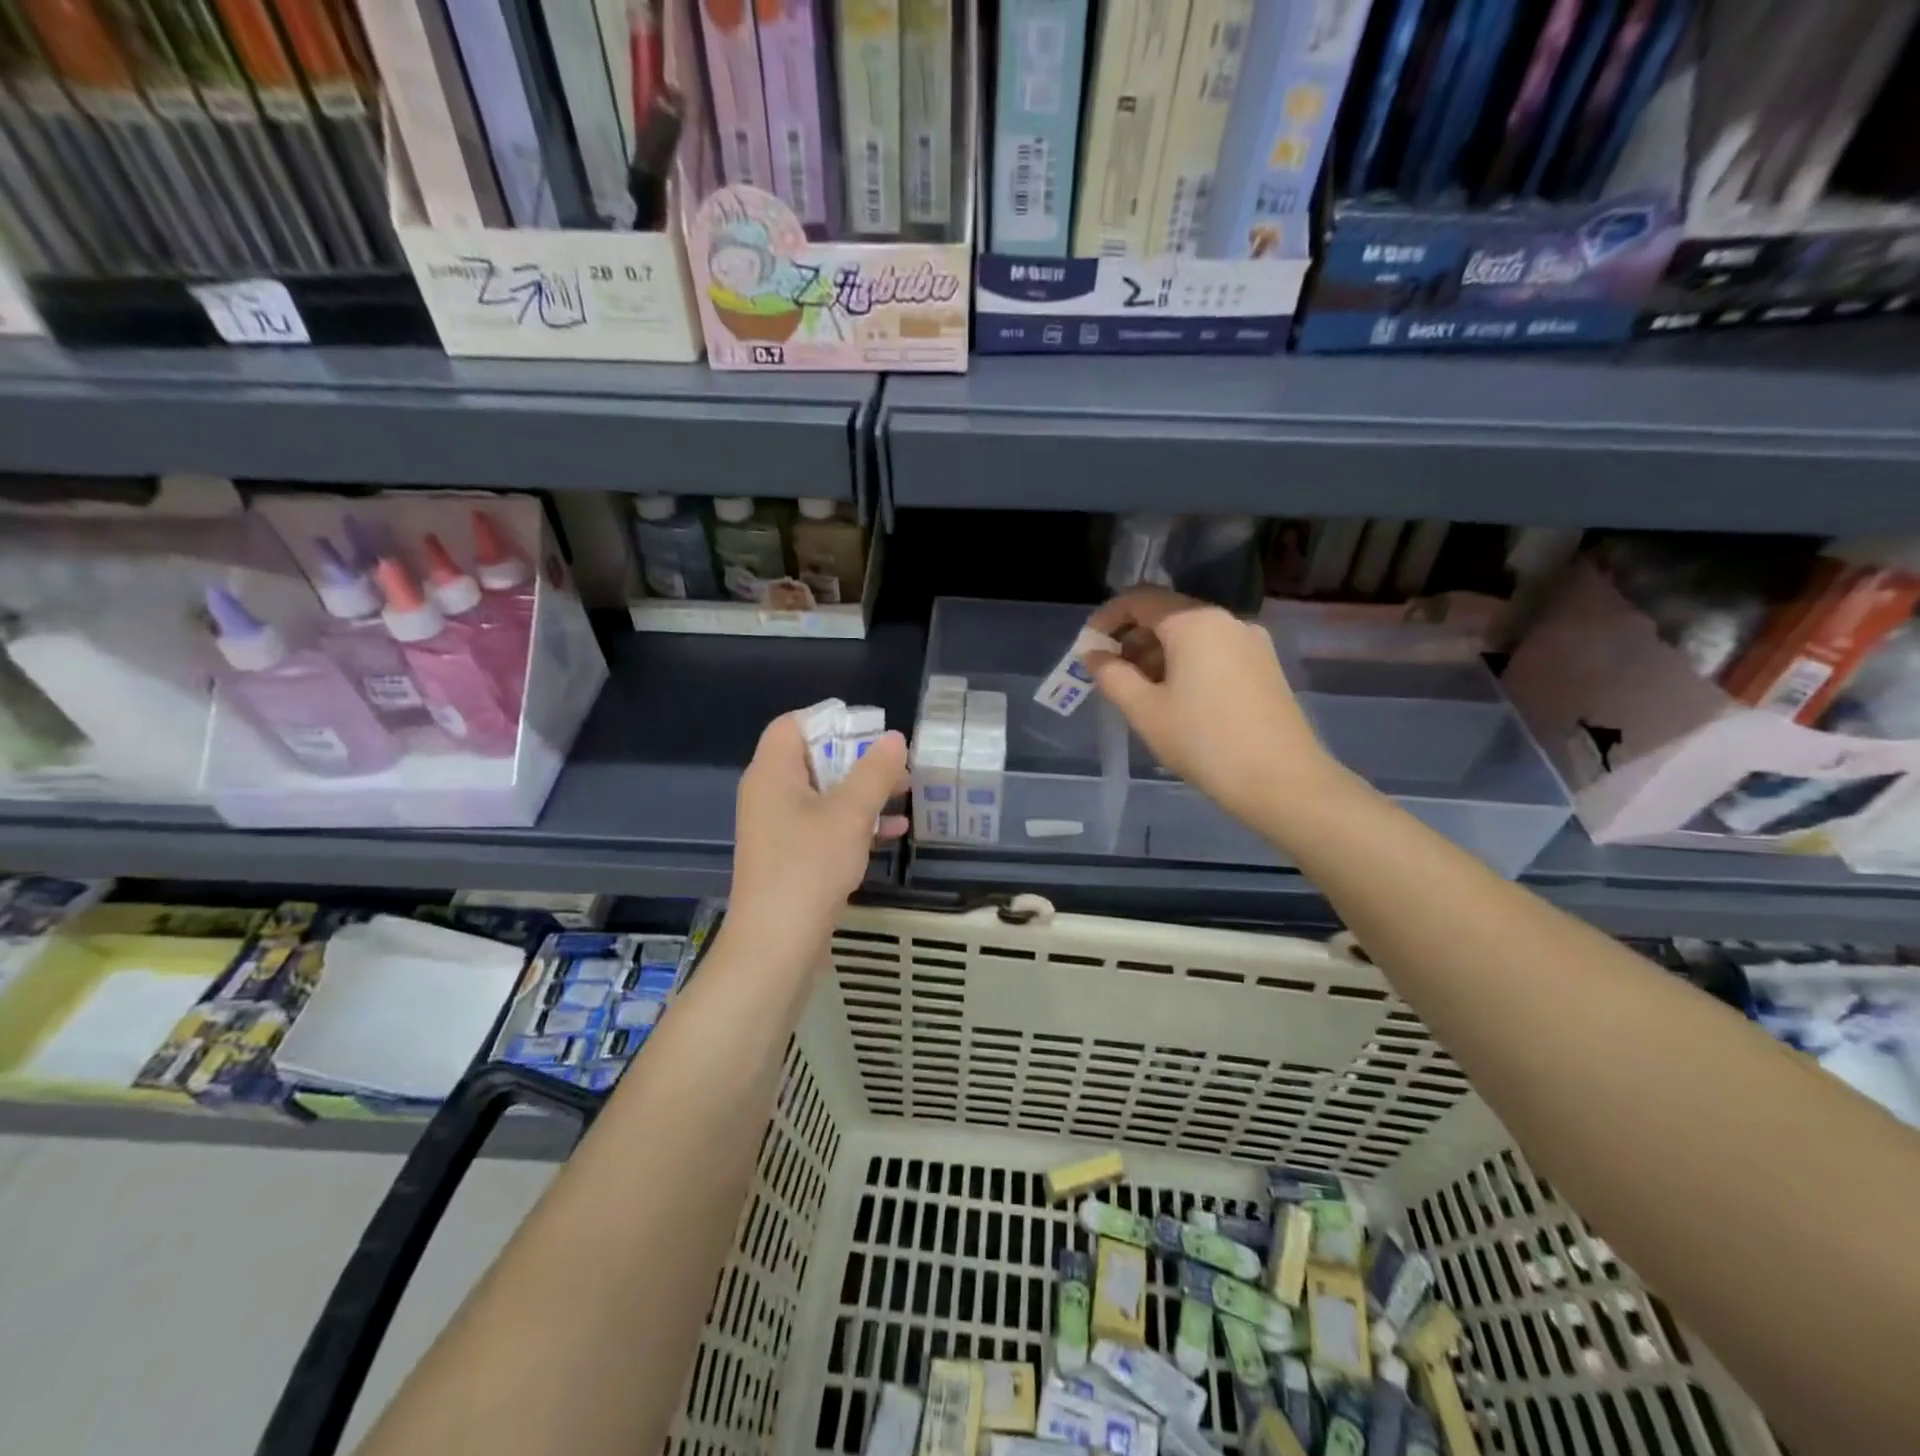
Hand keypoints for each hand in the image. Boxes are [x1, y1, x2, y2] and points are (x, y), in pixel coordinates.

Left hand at [728, 711, 908, 952]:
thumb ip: (874, 772)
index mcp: (772, 773)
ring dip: (862, 791)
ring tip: (904, 791)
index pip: (792, 725)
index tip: (869, 730)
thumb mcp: (850, 814)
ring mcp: (778, 828)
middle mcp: (769, 794)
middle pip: (812, 757)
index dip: (830, 720)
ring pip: (824, 794)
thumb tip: (894, 738)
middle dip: (857, 758)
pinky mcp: (791, 856)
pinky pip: (825, 825)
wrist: (777, 943)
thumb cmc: (809, 866)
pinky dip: (855, 822)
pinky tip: (894, 830)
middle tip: (896, 764)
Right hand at [1086, 586, 1343, 826]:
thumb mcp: (1145, 711)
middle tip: (1110, 676)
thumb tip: (1093, 654)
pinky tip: (1176, 700)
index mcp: (1195, 623)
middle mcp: (1226, 621)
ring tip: (1139, 694)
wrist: (1282, 781)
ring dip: (1158, 655)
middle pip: (1167, 616)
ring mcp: (1251, 642)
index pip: (1140, 600)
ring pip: (1192, 636)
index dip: (1107, 618)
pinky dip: (1186, 664)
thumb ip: (1112, 676)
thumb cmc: (1203, 742)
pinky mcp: (1264, 666)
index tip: (1088, 647)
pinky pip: (1214, 652)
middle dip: (1132, 640)